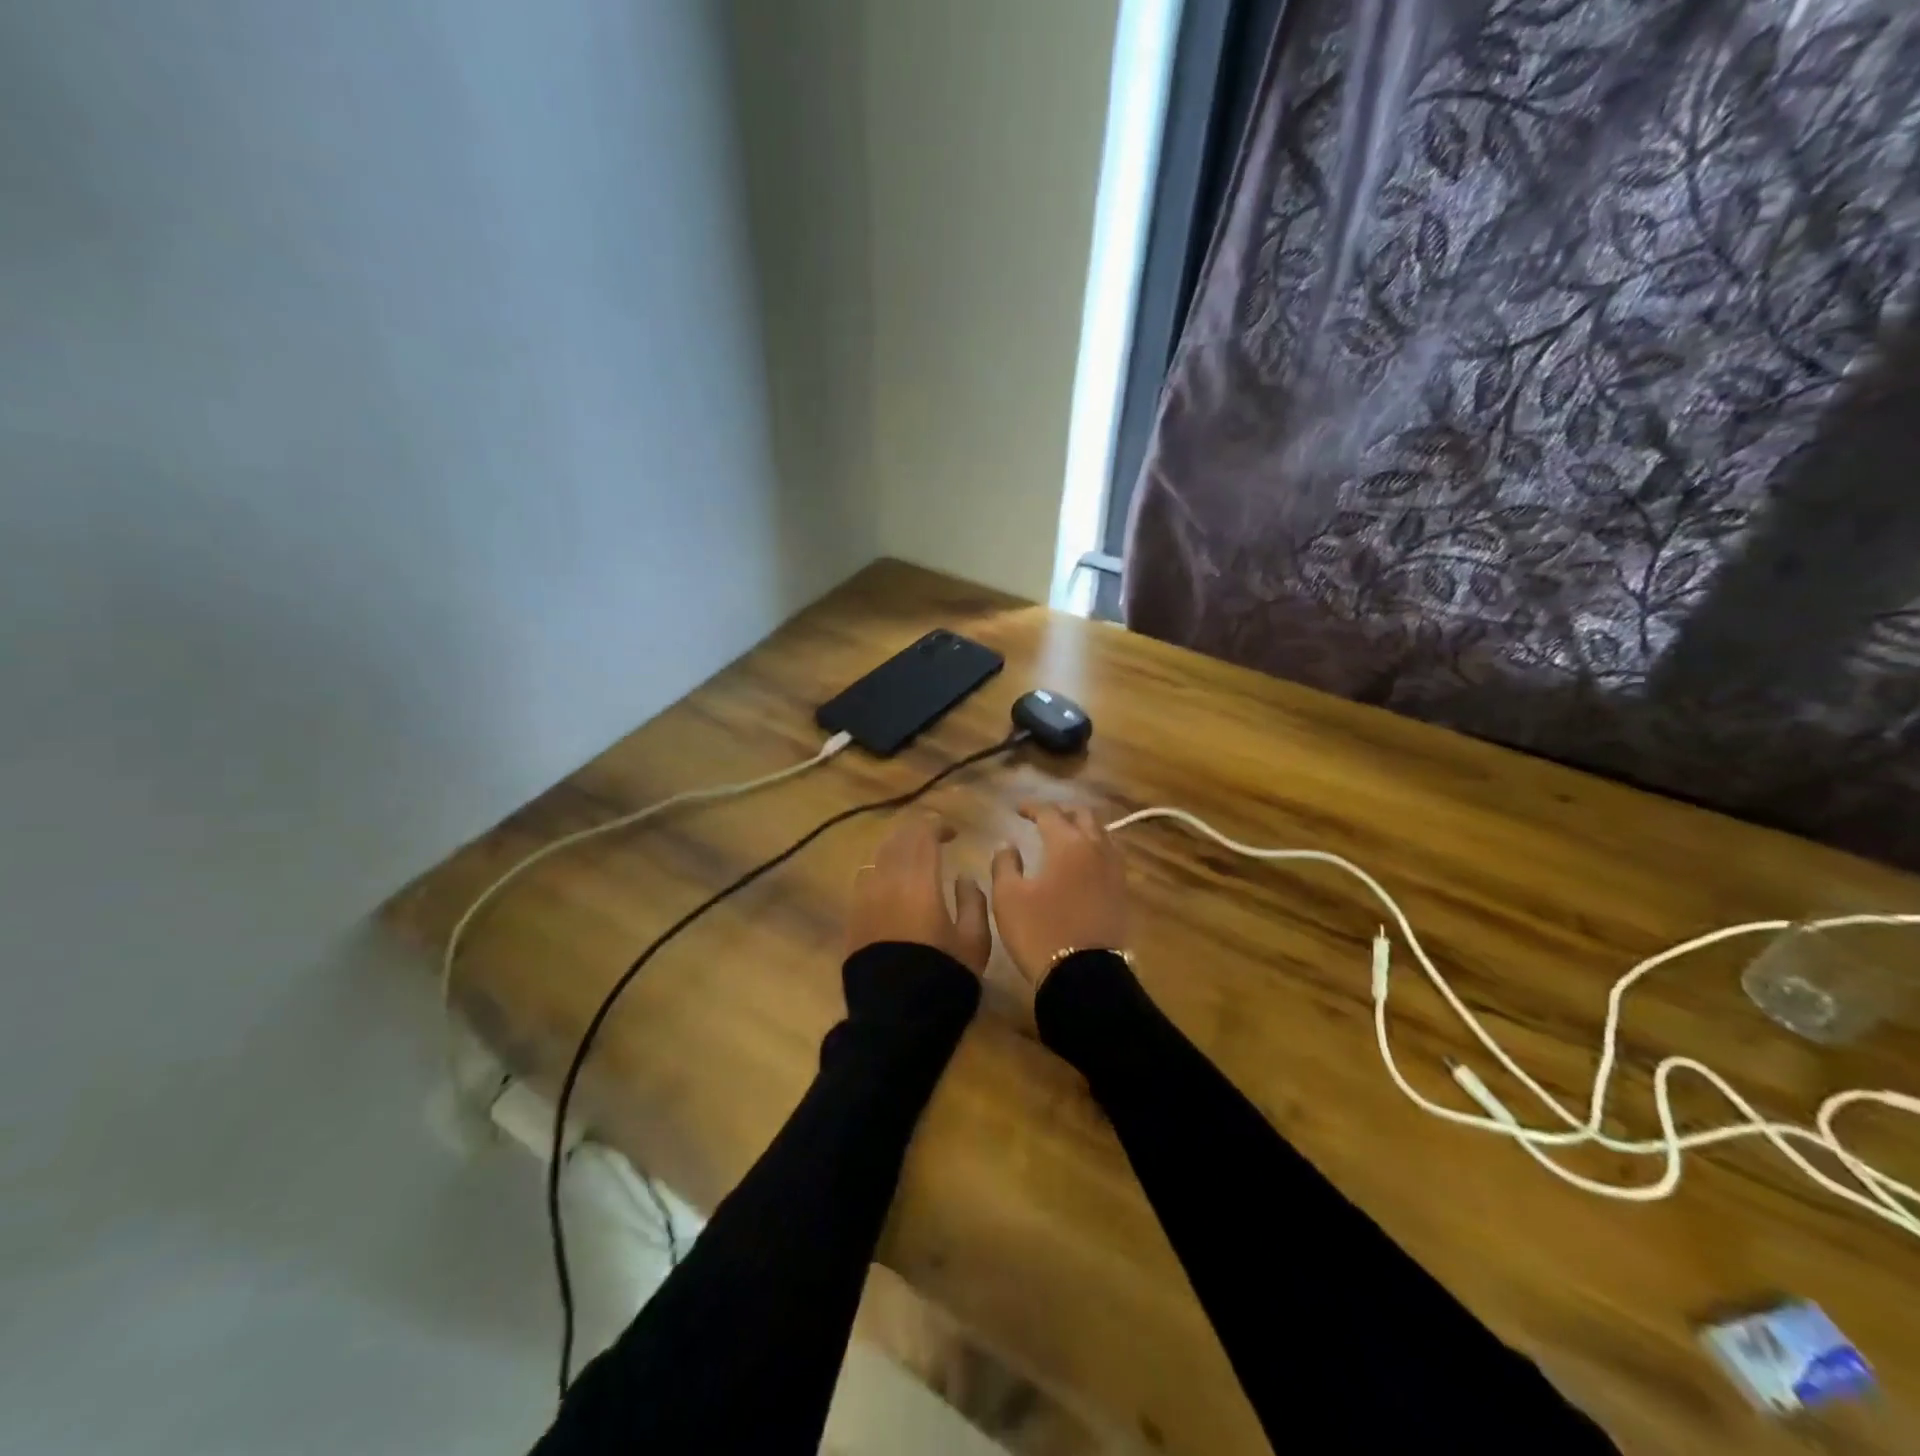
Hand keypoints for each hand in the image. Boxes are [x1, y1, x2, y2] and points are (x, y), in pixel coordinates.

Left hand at [846, 813, 991, 974]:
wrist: (897, 1016)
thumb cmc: (943, 976)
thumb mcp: (974, 941)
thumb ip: (973, 901)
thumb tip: (964, 877)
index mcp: (919, 881)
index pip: (923, 834)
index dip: (938, 825)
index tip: (953, 832)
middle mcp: (887, 880)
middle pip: (897, 839)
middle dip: (916, 832)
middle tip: (934, 837)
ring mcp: (864, 898)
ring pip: (877, 856)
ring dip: (897, 848)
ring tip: (912, 857)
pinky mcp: (852, 917)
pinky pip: (864, 879)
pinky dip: (880, 870)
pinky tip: (891, 882)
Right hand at [990, 802, 1128, 987]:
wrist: (1085, 975)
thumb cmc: (1040, 932)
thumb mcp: (1008, 898)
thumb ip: (1005, 864)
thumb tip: (1007, 844)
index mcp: (1067, 843)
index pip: (1050, 813)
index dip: (1032, 807)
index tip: (1017, 810)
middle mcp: (1096, 848)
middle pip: (1084, 816)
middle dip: (1063, 812)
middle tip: (1044, 818)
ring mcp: (1114, 870)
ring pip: (1102, 834)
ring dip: (1083, 828)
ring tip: (1066, 836)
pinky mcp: (1123, 892)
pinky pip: (1110, 856)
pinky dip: (1095, 849)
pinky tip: (1083, 862)